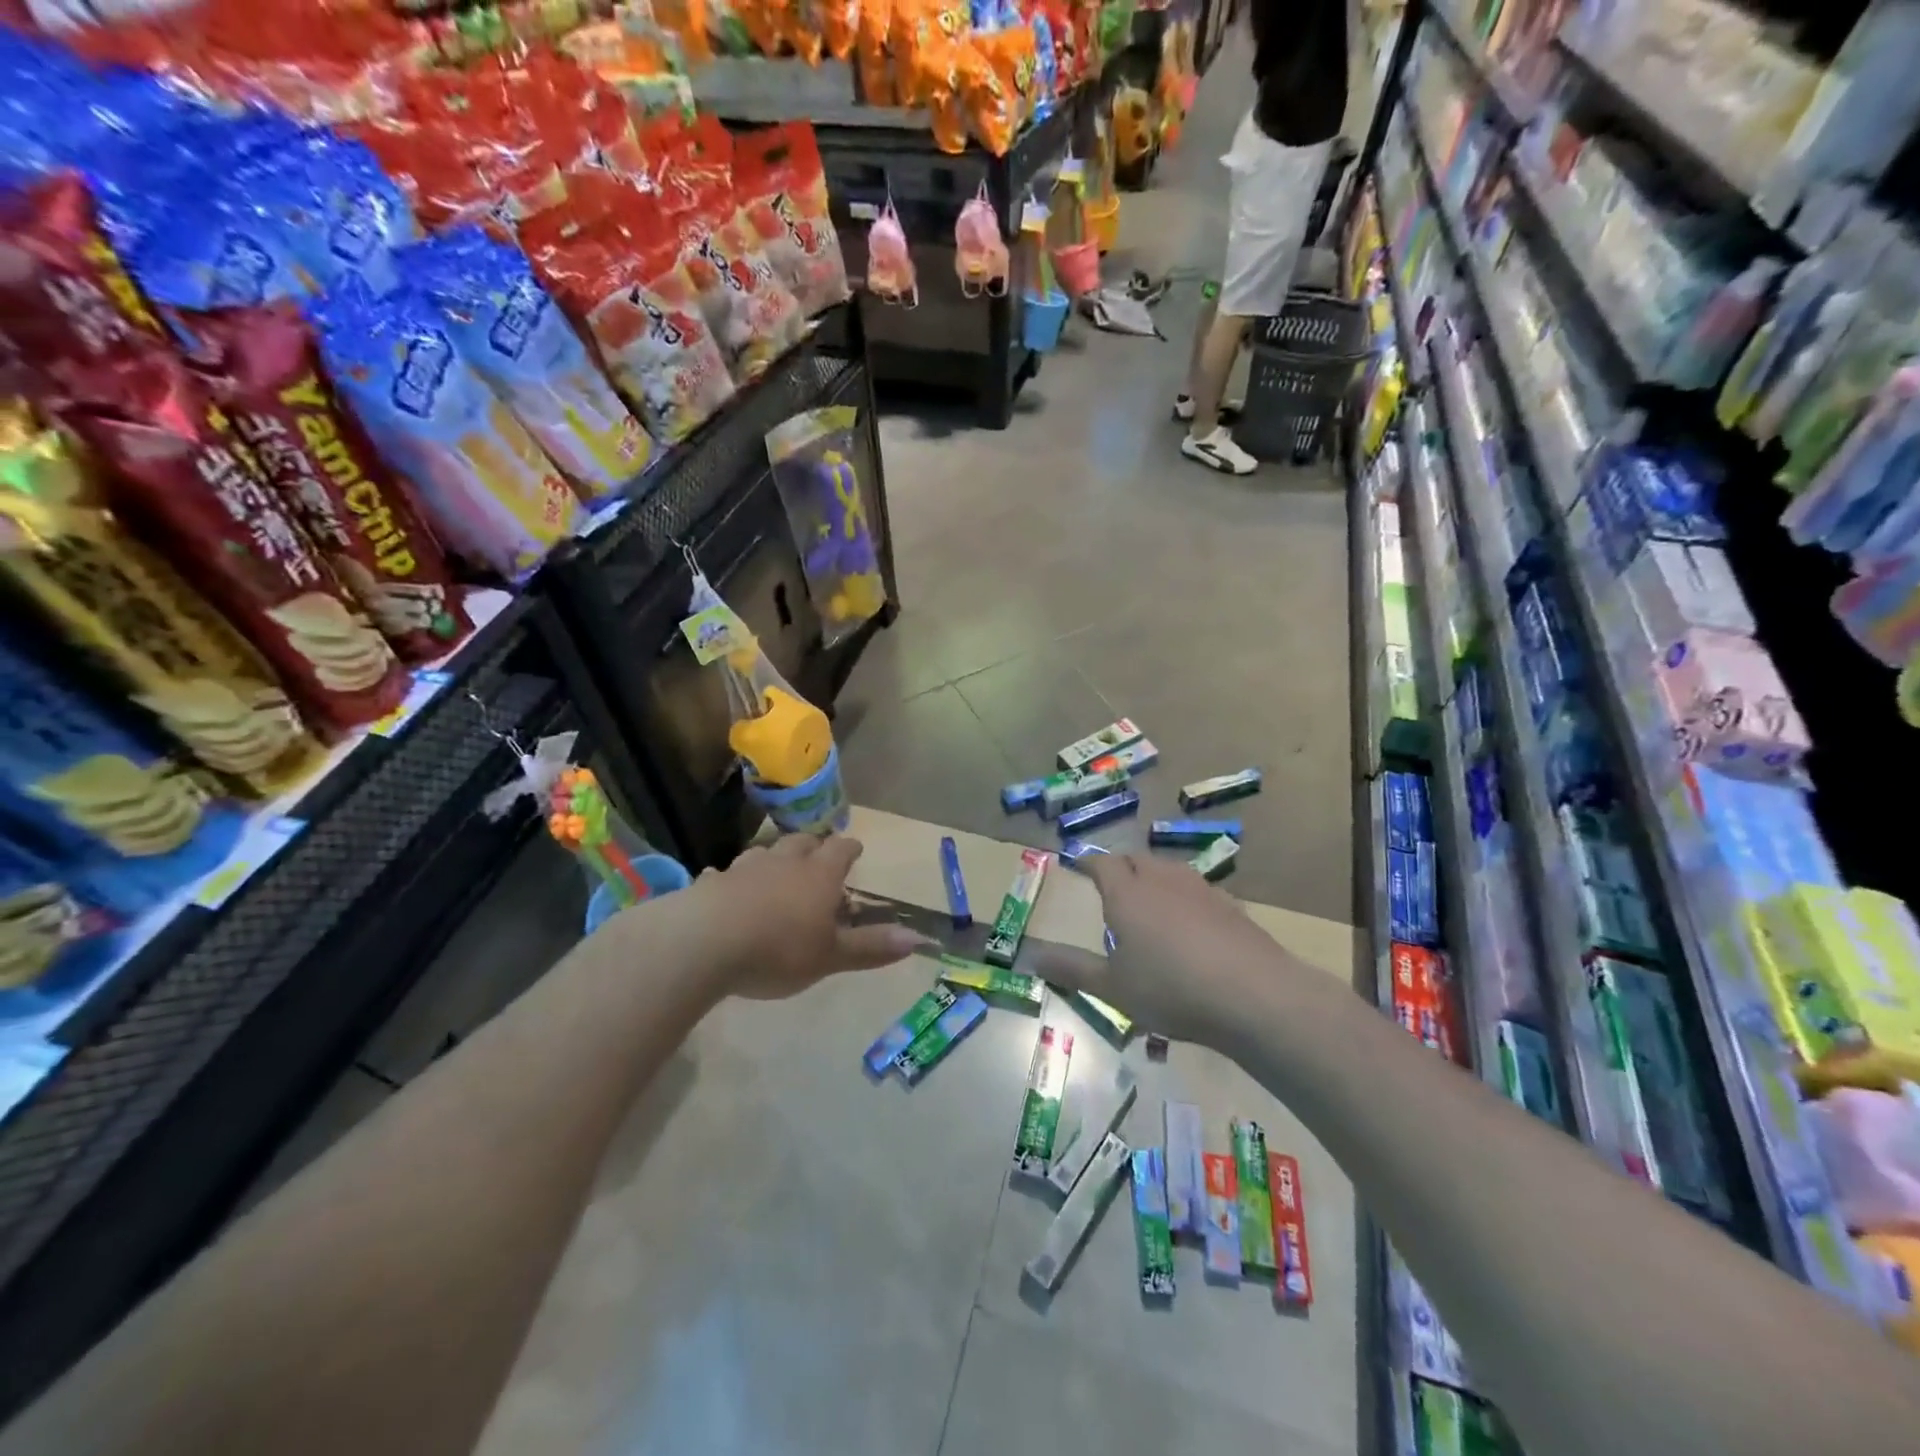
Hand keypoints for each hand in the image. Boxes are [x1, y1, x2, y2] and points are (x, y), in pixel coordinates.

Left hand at [686, 833, 927, 998]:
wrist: (704, 943)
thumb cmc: (778, 949)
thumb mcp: (831, 956)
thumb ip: (871, 946)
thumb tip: (918, 938)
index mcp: (818, 876)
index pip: (840, 850)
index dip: (849, 848)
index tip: (855, 848)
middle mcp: (783, 863)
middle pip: (802, 843)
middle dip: (813, 847)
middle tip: (817, 855)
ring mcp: (744, 869)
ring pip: (764, 853)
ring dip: (773, 859)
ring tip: (775, 870)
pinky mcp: (711, 883)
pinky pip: (724, 875)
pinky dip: (730, 880)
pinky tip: (725, 889)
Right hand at [1030, 852, 1300, 1046]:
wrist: (1254, 995)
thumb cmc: (1170, 989)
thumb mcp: (1112, 988)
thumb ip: (1072, 969)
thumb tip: (1029, 957)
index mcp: (1127, 894)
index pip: (1103, 864)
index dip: (1088, 862)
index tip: (1078, 864)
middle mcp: (1162, 881)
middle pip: (1137, 860)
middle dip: (1120, 867)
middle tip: (1111, 882)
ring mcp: (1200, 890)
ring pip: (1169, 870)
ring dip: (1153, 877)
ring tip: (1148, 897)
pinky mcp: (1230, 906)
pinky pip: (1196, 889)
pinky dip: (1183, 896)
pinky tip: (1189, 921)